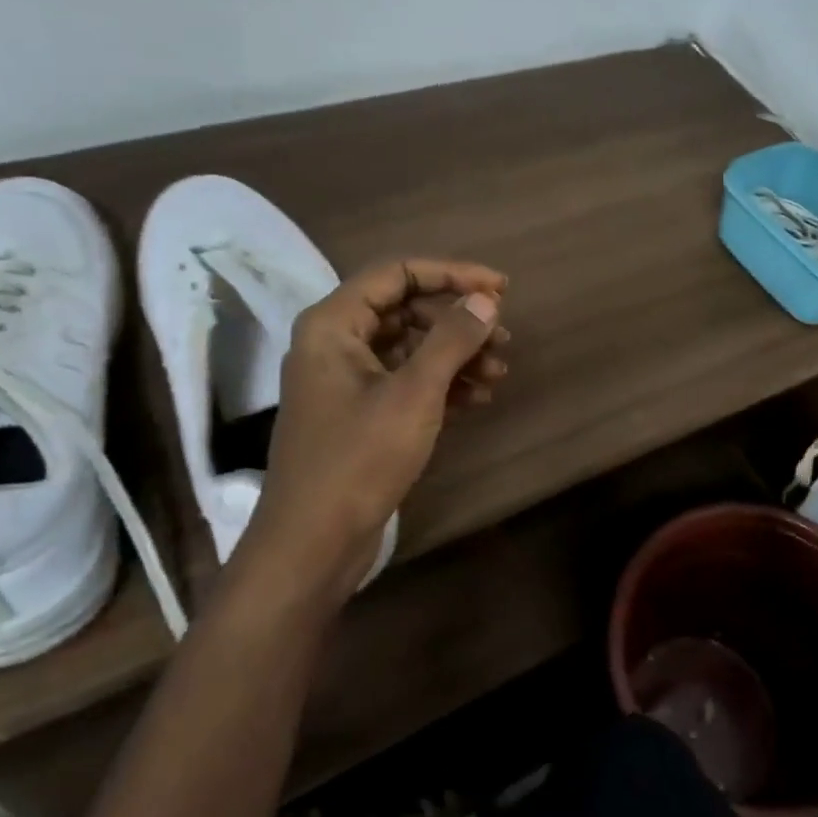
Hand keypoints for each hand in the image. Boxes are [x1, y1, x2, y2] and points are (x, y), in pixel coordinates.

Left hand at [242, 259, 509, 604]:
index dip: (453, 274)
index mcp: (334, 324)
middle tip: (503, 339)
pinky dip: (443, 383)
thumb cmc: (359, 458)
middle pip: (407, 309)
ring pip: (411, 347)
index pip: (398, 274)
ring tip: (499, 373)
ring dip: (457, 355)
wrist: (313, 543)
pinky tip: (479, 398)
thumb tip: (485, 300)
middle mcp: (336, 343)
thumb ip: (452, 339)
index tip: (501, 289)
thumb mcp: (414, 393)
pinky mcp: (360, 412)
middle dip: (459, 321)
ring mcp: (346, 380)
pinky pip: (406, 379)